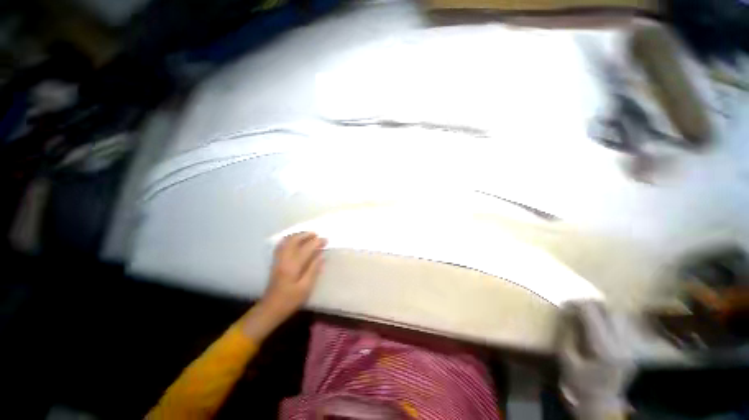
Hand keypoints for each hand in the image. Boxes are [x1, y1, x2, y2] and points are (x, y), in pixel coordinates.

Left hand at [263, 232, 326, 318]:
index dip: (317, 242)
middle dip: (306, 235)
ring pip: (286, 241)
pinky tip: (295, 241)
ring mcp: (278, 260)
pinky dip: (289, 240)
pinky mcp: (275, 262)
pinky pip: (281, 245)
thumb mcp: (305, 288)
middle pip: (294, 240)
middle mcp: (284, 259)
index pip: (306, 248)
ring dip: (297, 235)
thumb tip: (321, 256)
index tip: (326, 240)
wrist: (270, 308)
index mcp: (293, 266)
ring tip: (308, 235)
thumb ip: (314, 270)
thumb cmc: (290, 300)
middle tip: (316, 235)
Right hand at [559, 301, 634, 419]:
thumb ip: (566, 333)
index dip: (576, 304)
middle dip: (591, 303)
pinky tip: (598, 324)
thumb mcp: (566, 359)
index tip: (563, 303)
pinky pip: (622, 326)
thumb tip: (565, 311)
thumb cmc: (579, 383)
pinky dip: (609, 319)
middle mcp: (623, 345)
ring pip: (620, 316)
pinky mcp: (632, 350)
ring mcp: (631, 347)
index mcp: (605, 348)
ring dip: (601, 310)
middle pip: (611, 311)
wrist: (600, 405)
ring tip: (586, 312)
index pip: (593, 314)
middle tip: (575, 305)